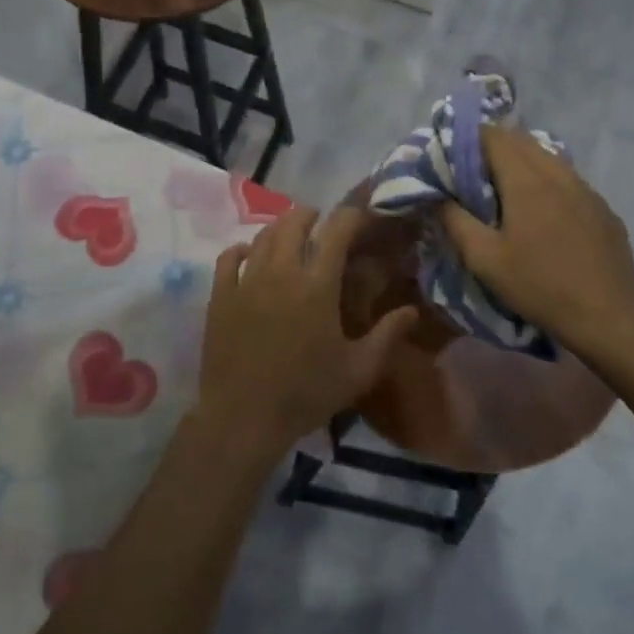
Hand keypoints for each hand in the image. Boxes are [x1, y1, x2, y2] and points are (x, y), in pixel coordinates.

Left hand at [195, 207, 417, 459]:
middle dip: (311, 215)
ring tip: (291, 235)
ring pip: (262, 236)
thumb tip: (412, 310)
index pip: (336, 230)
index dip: (351, 216)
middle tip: (321, 222)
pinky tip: (249, 254)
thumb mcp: (358, 370)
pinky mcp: (220, 295)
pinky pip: (229, 257)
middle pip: (294, 222)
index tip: (360, 217)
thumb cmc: (306, 394)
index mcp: (317, 285)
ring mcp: (246, 281)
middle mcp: (281, 272)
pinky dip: (242, 249)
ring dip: (280, 228)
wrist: (243, 417)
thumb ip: (387, 336)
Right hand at [439, 127, 633, 377]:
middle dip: (493, 147)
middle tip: (471, 171)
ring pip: (548, 158)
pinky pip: (568, 180)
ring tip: (503, 189)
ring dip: (522, 162)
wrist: (609, 319)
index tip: (451, 154)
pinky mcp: (603, 209)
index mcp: (527, 181)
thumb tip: (438, 195)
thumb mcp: (484, 260)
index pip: (494, 136)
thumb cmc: (540, 287)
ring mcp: (587, 190)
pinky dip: (547, 181)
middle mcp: (559, 174)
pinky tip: (542, 212)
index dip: (469, 137)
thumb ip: (455, 221)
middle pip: (522, 140)